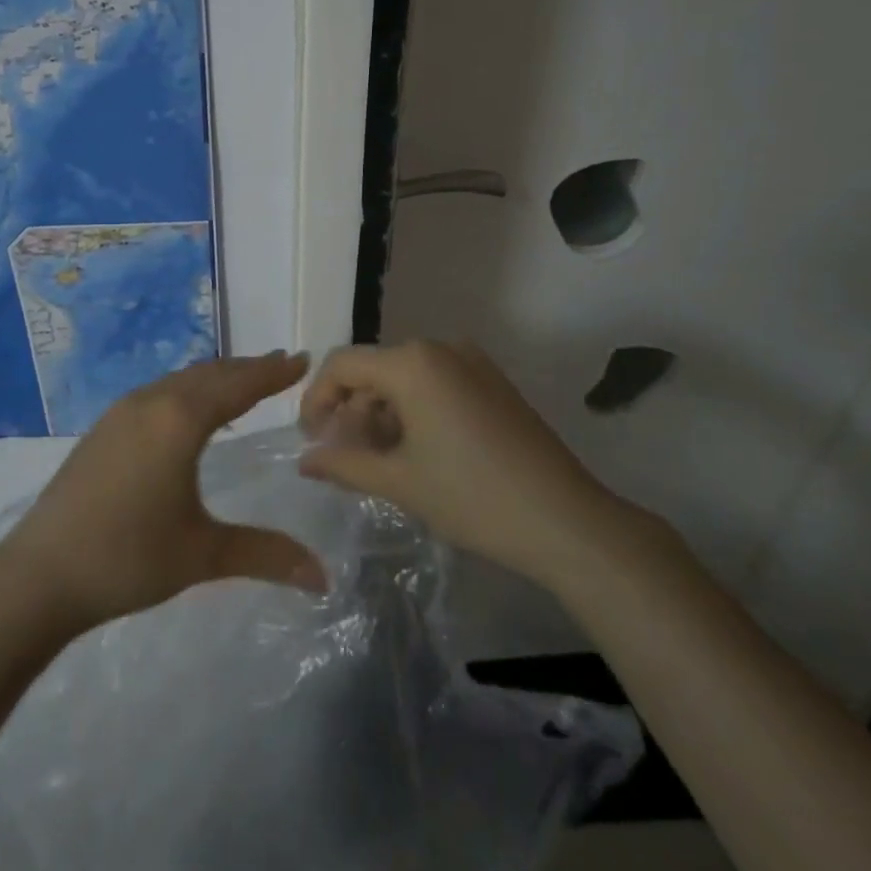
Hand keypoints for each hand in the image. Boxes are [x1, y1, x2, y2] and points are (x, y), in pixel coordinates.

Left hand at [0, 352, 325, 634]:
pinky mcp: (103, 428)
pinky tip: (190, 411)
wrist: (39, 574)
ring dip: (216, 377)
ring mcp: (121, 412)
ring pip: (180, 380)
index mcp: (179, 420)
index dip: (273, 372)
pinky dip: (188, 390)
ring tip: (243, 382)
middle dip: (248, 368)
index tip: (302, 359)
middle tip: (281, 364)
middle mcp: (151, 402)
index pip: (238, 385)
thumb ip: (265, 555)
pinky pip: (158, 392)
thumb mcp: (202, 554)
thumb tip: (323, 578)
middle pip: (209, 374)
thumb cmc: (128, 558)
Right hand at [299, 340, 632, 576]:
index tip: (310, 440)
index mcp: (413, 362)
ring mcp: (472, 363)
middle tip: (342, 457)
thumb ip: (342, 463)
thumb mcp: (398, 481)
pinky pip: (436, 385)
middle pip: (375, 370)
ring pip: (405, 379)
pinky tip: (415, 453)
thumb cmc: (472, 497)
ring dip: (381, 414)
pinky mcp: (493, 383)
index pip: (343, 364)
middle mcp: (441, 348)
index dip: (316, 399)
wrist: (566, 521)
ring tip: (377, 461)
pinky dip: (413, 412)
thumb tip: (305, 460)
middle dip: (351, 411)